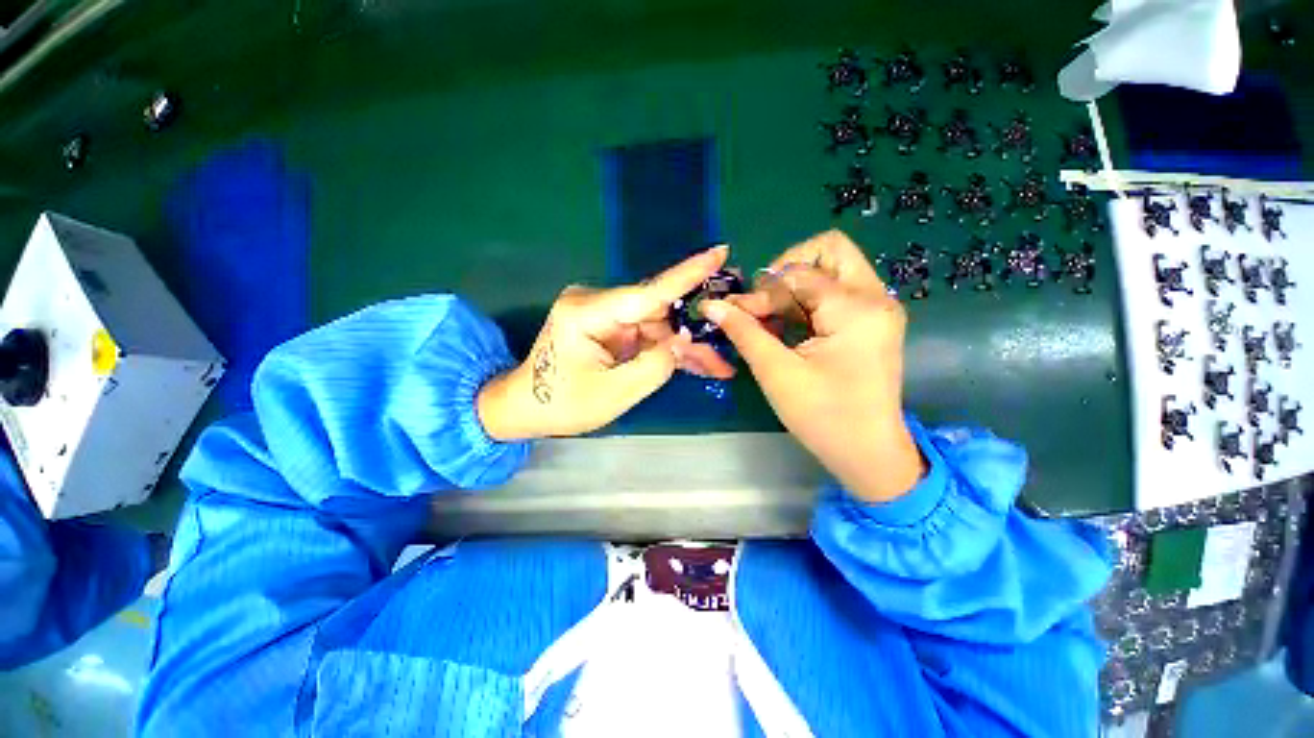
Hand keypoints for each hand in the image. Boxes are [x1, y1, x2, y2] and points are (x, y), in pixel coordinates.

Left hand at [477, 246, 735, 438]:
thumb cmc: (562, 404)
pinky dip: (668, 350)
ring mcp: (604, 314)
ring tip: (715, 366)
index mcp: (586, 313)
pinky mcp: (610, 326)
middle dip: (691, 334)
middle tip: (725, 352)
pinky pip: (647, 335)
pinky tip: (694, 363)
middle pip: (657, 313)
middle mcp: (596, 303)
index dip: (686, 275)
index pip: (646, 292)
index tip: (719, 253)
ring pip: (658, 326)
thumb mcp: (614, 393)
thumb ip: (655, 365)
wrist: (527, 408)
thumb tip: (685, 339)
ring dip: (683, 347)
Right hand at [702, 230, 924, 502]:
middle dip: (787, 270)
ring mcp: (877, 309)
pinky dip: (807, 302)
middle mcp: (875, 297)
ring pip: (832, 270)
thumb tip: (711, 304)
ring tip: (770, 319)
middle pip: (829, 250)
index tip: (737, 313)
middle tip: (765, 302)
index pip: (798, 274)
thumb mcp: (777, 372)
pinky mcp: (871, 323)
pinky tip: (787, 327)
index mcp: (856, 308)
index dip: (762, 290)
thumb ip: (744, 331)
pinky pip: (836, 293)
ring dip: (795, 287)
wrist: (869, 454)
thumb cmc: (824, 417)